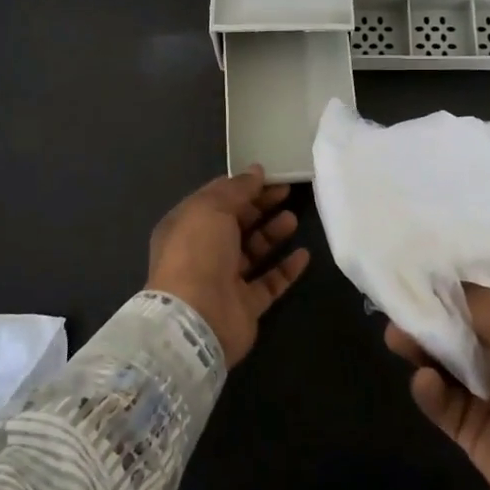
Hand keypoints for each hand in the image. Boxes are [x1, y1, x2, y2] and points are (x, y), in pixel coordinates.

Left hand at [146, 167, 309, 366]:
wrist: (196, 319)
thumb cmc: (197, 253)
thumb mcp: (212, 208)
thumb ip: (236, 188)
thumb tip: (256, 171)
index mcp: (186, 226)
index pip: (216, 200)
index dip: (242, 186)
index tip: (270, 176)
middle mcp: (202, 252)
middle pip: (236, 223)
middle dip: (260, 206)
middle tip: (287, 192)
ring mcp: (223, 280)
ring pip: (252, 251)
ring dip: (272, 234)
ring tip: (292, 219)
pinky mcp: (244, 305)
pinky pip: (268, 282)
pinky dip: (285, 269)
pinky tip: (303, 255)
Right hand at [385, 279, 489, 489]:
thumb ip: (480, 302)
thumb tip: (440, 280)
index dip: (464, 260)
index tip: (422, 243)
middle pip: (462, 315)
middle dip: (430, 302)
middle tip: (393, 290)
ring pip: (445, 356)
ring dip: (421, 344)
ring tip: (396, 335)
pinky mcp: (476, 429)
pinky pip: (443, 402)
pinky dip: (430, 391)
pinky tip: (426, 383)